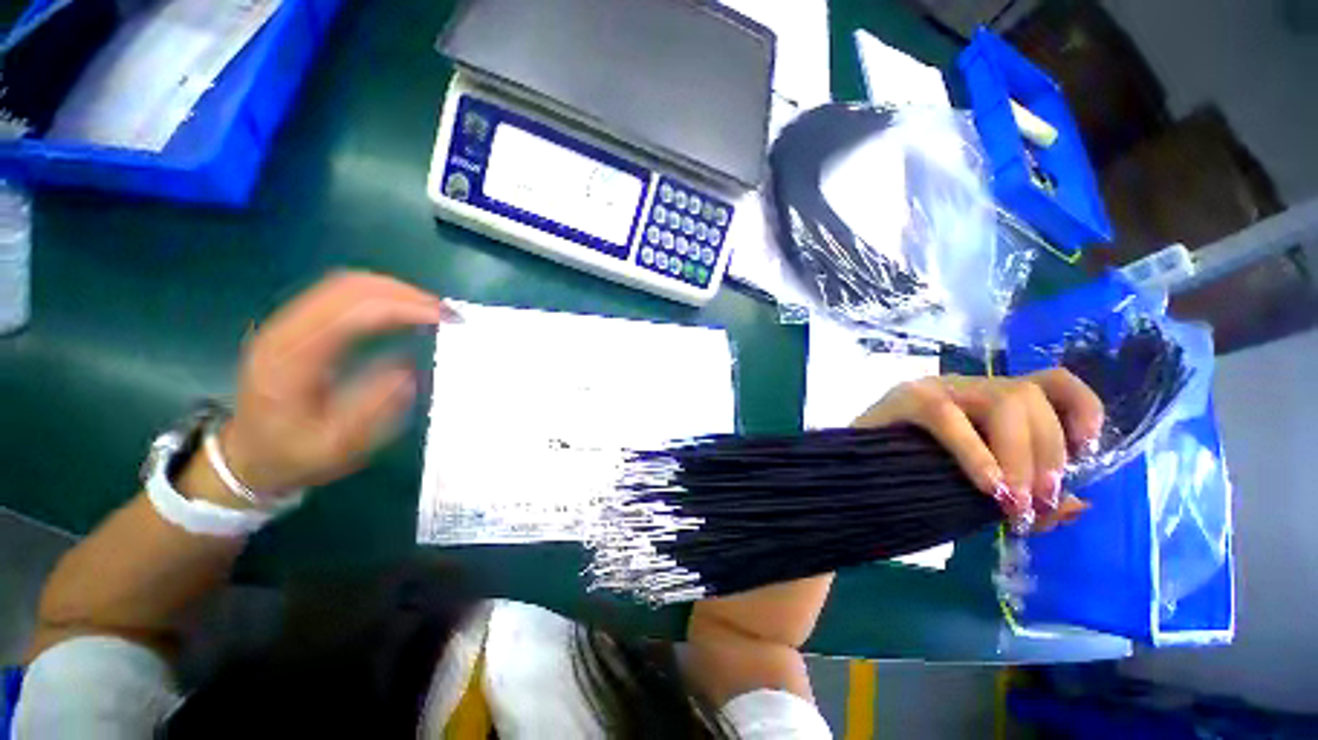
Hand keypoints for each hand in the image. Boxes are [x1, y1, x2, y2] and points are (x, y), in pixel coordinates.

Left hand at [217, 271, 456, 498]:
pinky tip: (405, 310)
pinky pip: (343, 293)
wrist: (248, 456)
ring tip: (433, 311)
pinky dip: (382, 294)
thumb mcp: (336, 446)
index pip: (353, 312)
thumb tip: (409, 372)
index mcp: (293, 359)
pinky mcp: (298, 323)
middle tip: (448, 313)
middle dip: (406, 294)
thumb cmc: (294, 455)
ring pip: (347, 284)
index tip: (446, 320)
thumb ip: (372, 408)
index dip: (404, 308)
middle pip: (350, 287)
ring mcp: (288, 322)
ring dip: (396, 291)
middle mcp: (286, 329)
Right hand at [853, 369, 1103, 531]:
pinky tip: (986, 486)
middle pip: (1031, 396)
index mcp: (990, 401)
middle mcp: (968, 386)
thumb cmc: (915, 477)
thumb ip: (1026, 498)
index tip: (1086, 449)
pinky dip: (974, 452)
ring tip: (1011, 501)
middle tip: (1034, 504)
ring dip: (1019, 454)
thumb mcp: (980, 490)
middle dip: (1047, 454)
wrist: (854, 472)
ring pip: (1003, 400)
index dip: (1081, 408)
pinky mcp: (904, 398)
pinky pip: (949, 418)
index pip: (1050, 382)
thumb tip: (1078, 504)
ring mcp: (934, 388)